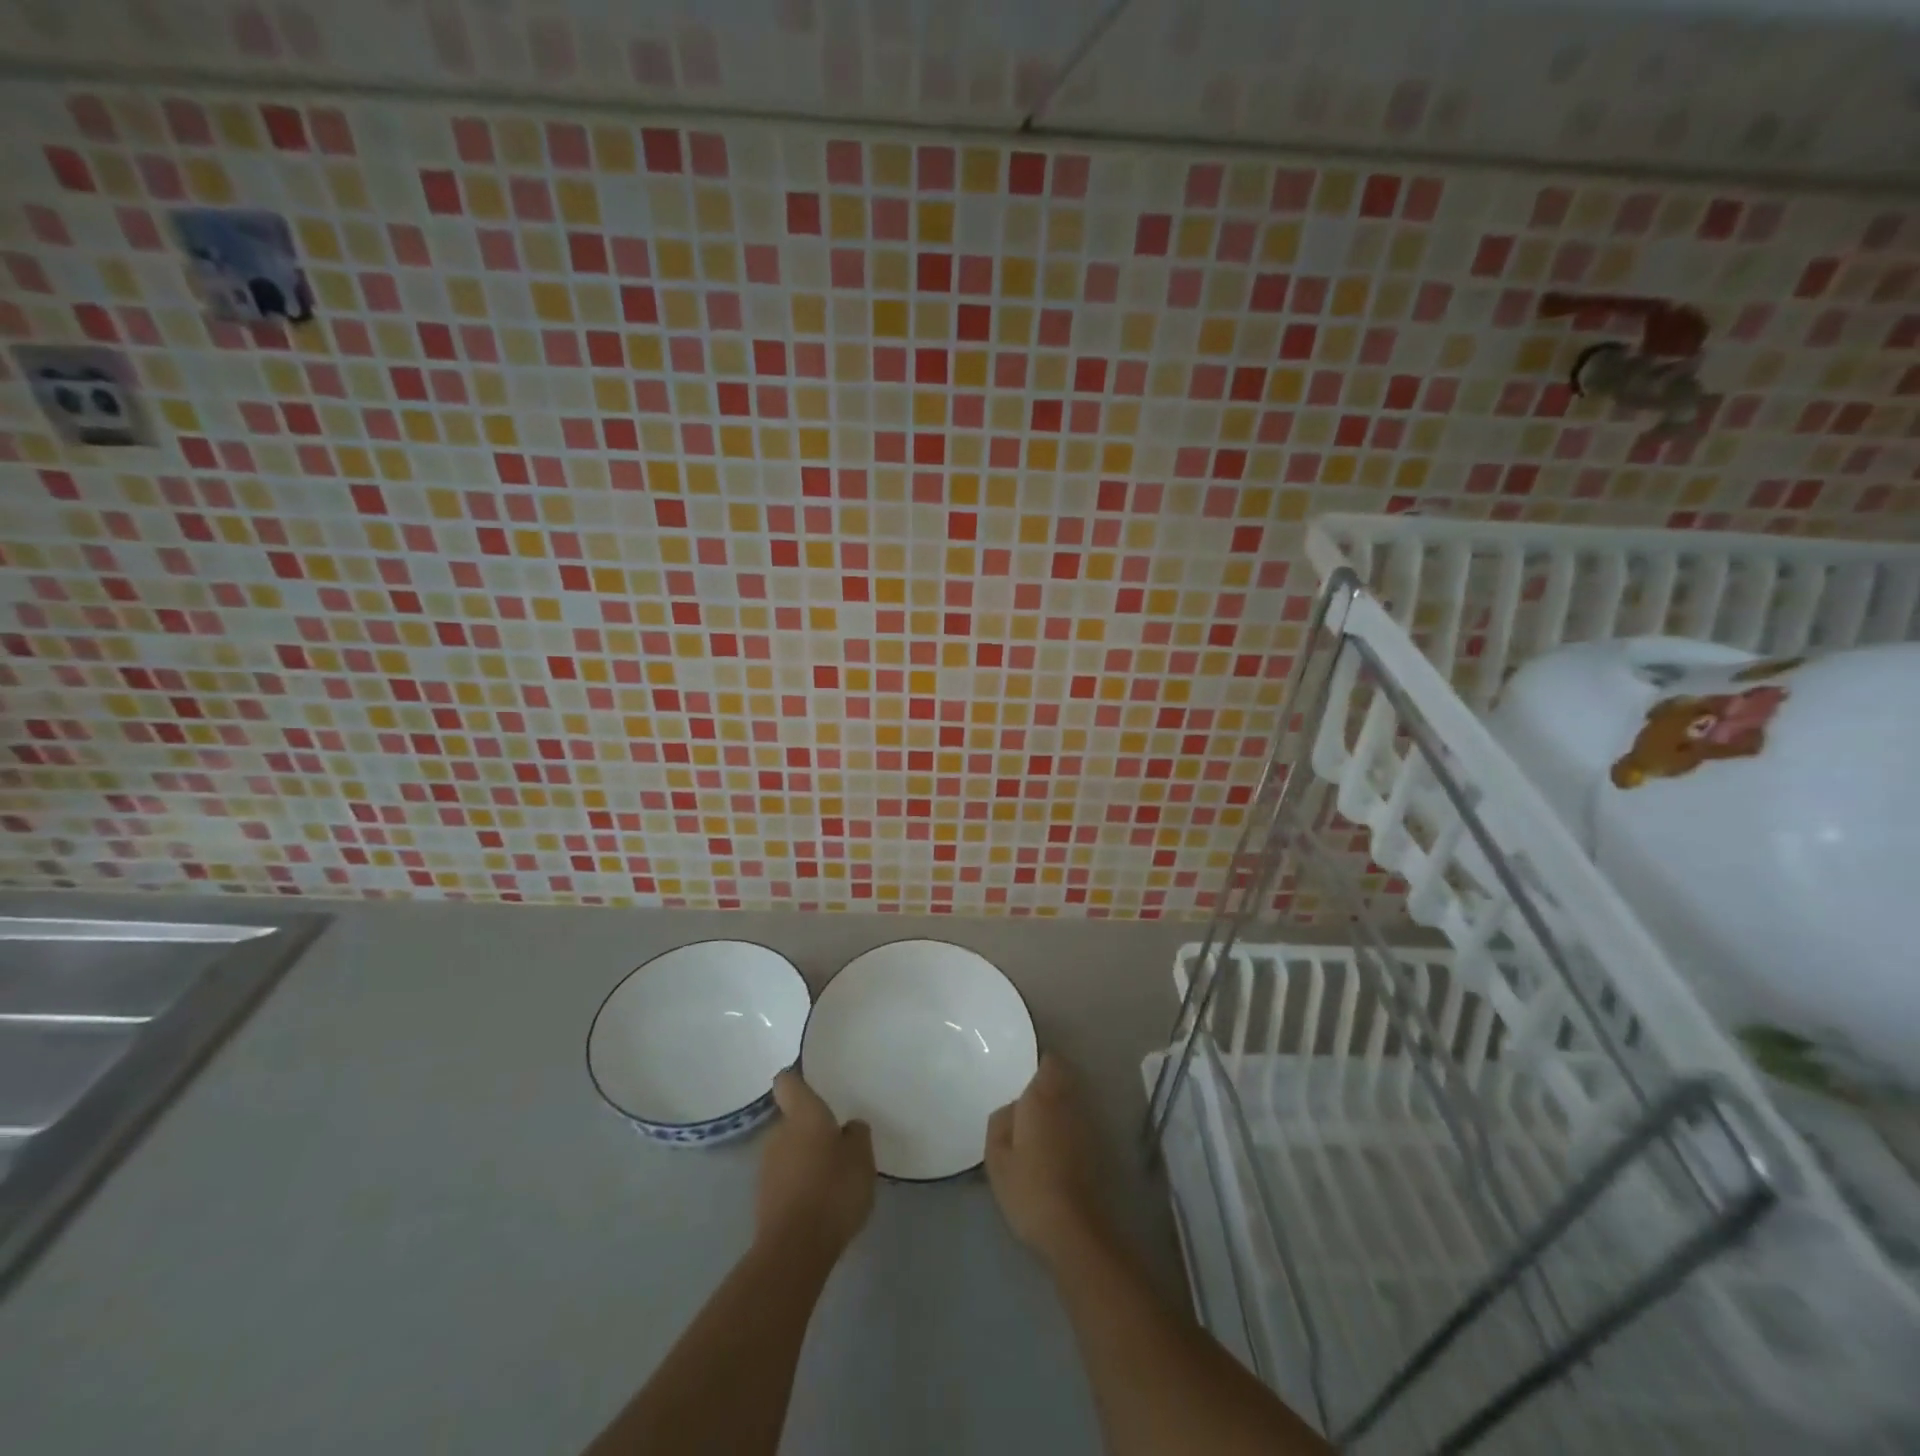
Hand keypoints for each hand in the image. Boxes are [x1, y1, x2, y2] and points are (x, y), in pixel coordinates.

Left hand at [755, 1071, 874, 1259]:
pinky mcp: (764, 1200)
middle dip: (811, 1130)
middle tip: (837, 1143)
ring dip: (805, 1159)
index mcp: (802, 1114)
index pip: (787, 1082)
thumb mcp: (862, 1157)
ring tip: (832, 1178)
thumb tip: (848, 1128)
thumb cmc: (832, 1189)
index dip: (797, 1079)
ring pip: (788, 1151)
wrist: (795, 1250)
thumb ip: (856, 1135)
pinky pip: (785, 1180)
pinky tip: (820, 1203)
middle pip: (792, 1120)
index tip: (811, 1082)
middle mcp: (778, 1134)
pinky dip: (800, 1185)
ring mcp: (767, 1168)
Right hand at [985, 1055, 1103, 1262]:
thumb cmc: (1028, 1188)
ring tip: (1037, 1127)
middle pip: (1062, 1080)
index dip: (1038, 1065)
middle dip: (1047, 1085)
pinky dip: (1067, 1128)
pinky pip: (1078, 1124)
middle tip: (1025, 1103)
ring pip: (1071, 1102)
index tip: (1023, 1075)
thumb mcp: (996, 1157)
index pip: (1049, 1062)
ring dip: (1058, 1107)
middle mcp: (1069, 1103)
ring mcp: (1088, 1125)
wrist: (1074, 1230)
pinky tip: (1053, 1149)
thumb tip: (1013, 1108)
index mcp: (1042, 1097)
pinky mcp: (1097, 1149)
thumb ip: (1001, 1121)